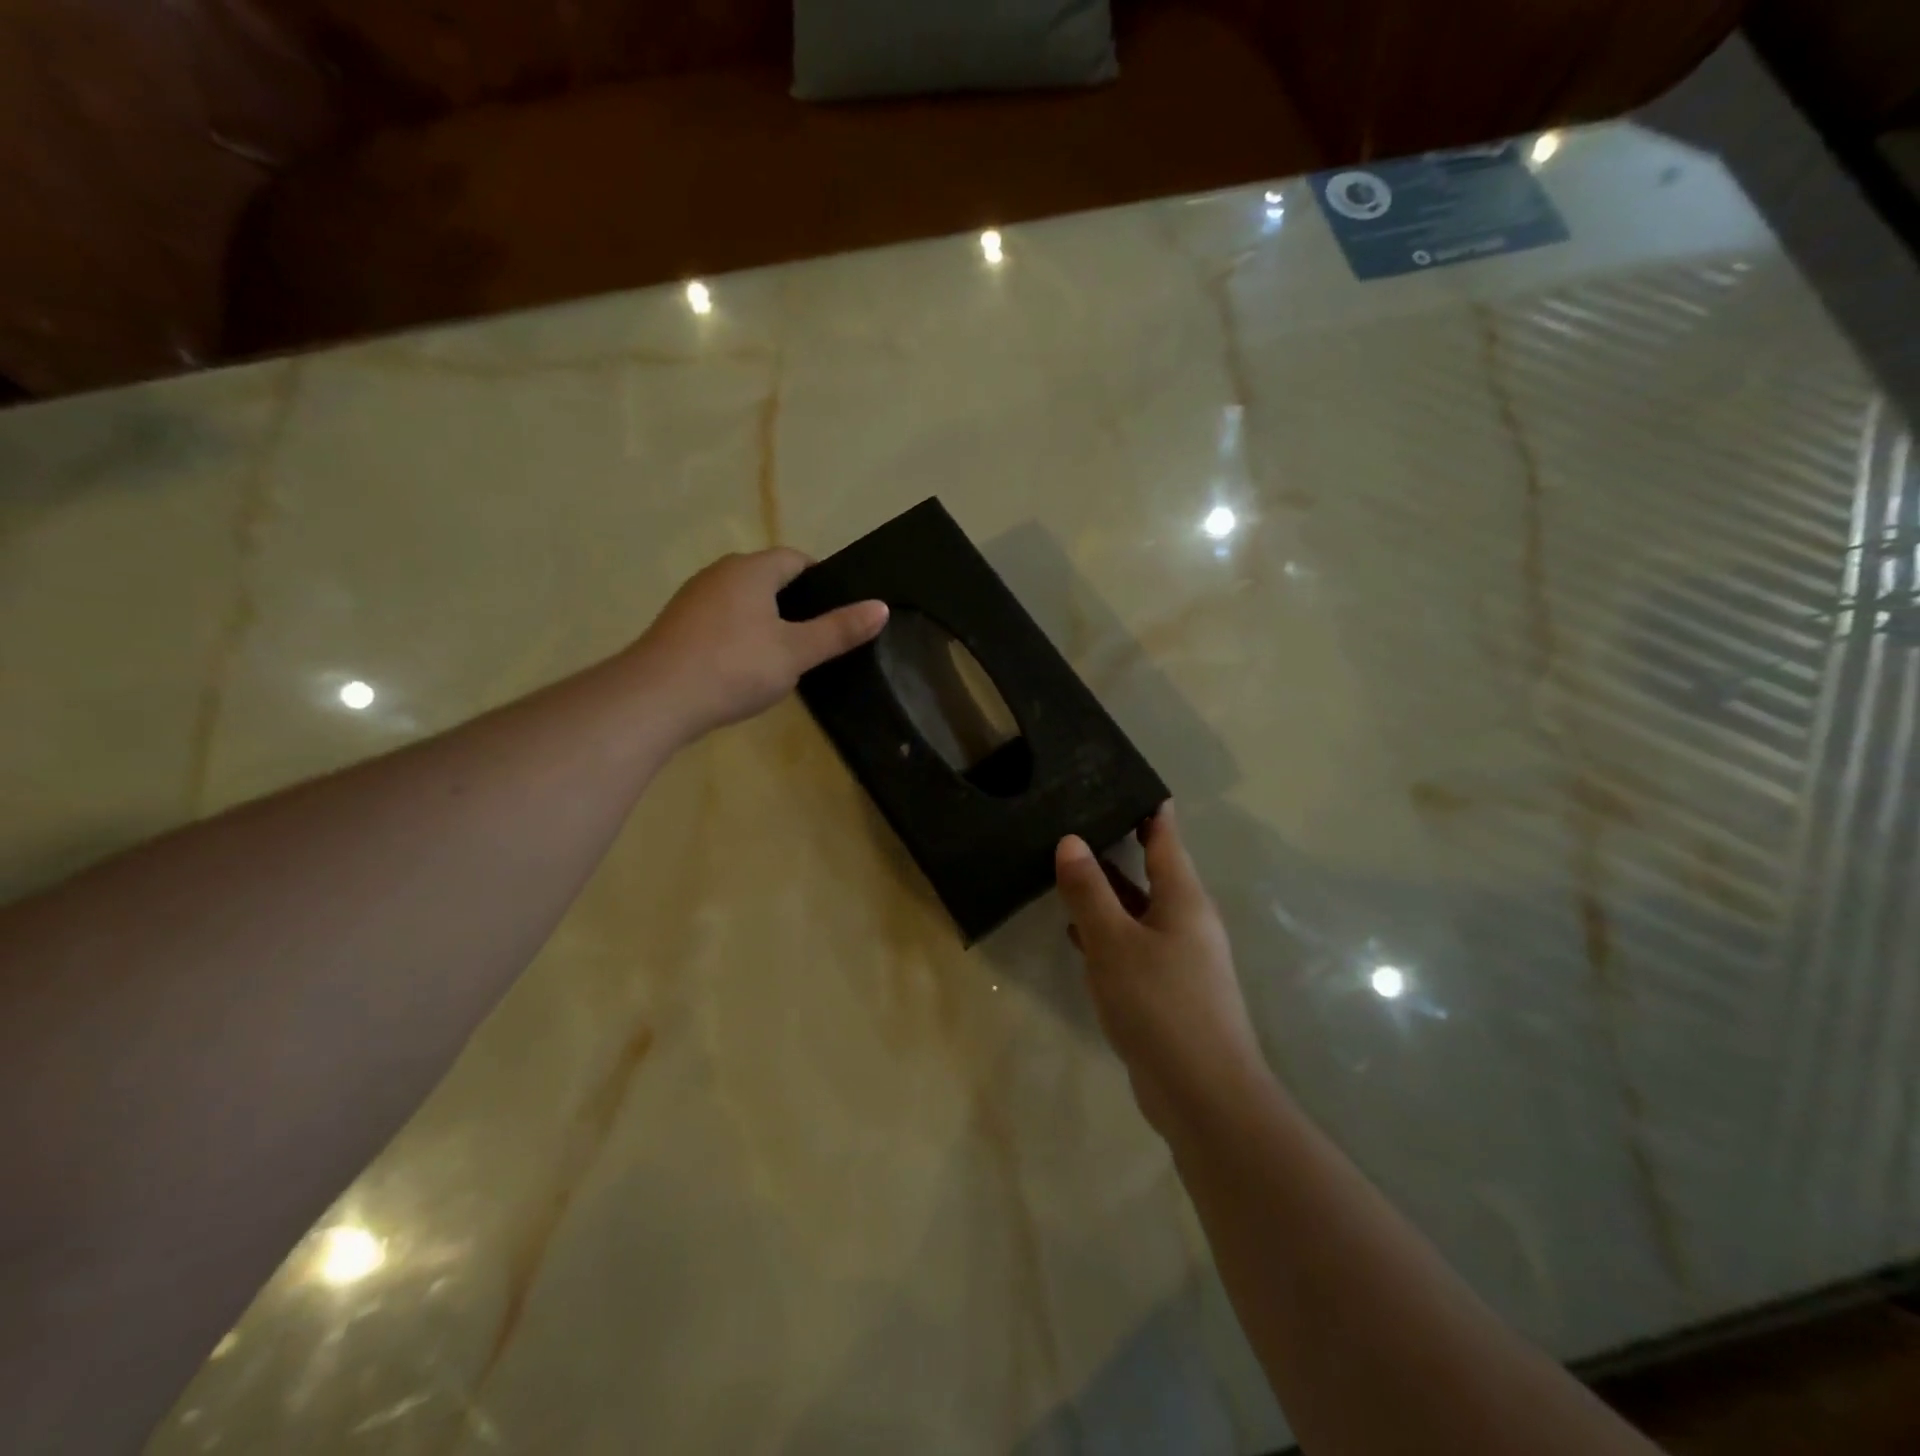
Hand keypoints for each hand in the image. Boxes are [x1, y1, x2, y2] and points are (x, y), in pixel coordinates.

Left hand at [632, 549, 887, 743]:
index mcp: (751, 570)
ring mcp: (693, 599)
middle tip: (817, 637)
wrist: (656, 698)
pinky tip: (744, 668)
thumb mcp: (796, 652)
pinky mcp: (676, 626)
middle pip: (766, 577)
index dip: (820, 579)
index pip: (794, 559)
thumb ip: (838, 630)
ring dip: (764, 620)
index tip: (838, 610)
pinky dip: (738, 635)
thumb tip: (882, 607)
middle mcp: (719, 573)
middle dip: (793, 601)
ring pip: (741, 600)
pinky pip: (719, 620)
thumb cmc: (734, 666)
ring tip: (785, 656)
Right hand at [1056, 803, 1267, 1135]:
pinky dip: (1107, 932)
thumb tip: (1071, 840)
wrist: (1204, 1095)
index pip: (1165, 837)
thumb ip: (1089, 892)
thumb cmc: (1160, 1005)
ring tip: (1066, 868)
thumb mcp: (1114, 942)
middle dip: (1117, 847)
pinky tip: (1076, 933)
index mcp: (1183, 898)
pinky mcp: (1167, 989)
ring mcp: (1179, 958)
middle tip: (1076, 820)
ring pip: (1138, 910)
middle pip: (1151, 871)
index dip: (1148, 808)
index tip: (1123, 780)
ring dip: (1107, 893)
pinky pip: (1134, 944)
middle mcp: (1186, 921)